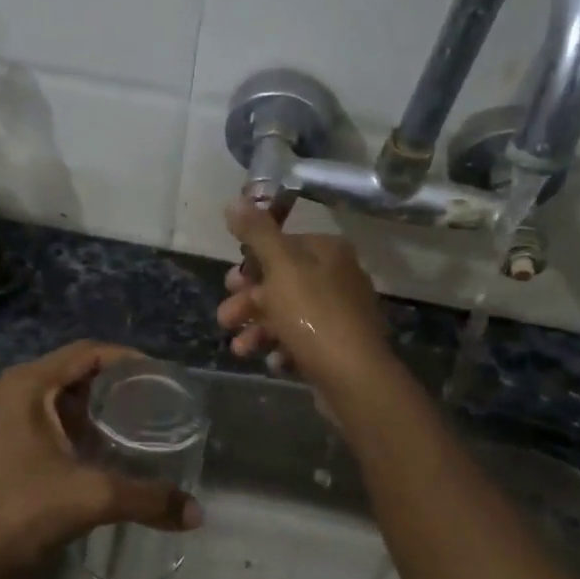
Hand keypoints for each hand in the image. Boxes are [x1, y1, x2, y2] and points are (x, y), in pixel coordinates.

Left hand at [0, 341, 201, 578]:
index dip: (126, 358)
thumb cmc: (21, 513)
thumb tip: (196, 513)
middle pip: (69, 370)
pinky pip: (39, 417)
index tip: (160, 377)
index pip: (85, 352)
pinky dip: (70, 424)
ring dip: (90, 405)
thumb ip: (147, 499)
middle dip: (111, 383)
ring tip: (132, 421)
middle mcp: (7, 390)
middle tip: (151, 400)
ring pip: (53, 395)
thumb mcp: (91, 498)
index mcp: (25, 385)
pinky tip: (96, 448)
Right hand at [218, 200, 391, 393]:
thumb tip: (234, 200)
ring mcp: (339, 315)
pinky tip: (273, 362)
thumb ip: (256, 233)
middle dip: (248, 302)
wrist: (353, 377)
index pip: (282, 246)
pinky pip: (302, 342)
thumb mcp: (280, 267)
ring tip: (240, 349)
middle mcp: (338, 277)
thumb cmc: (313, 314)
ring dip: (257, 330)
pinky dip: (282, 349)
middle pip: (280, 282)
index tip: (230, 283)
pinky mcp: (337, 347)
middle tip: (226, 319)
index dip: (251, 264)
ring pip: (287, 315)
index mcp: (328, 252)